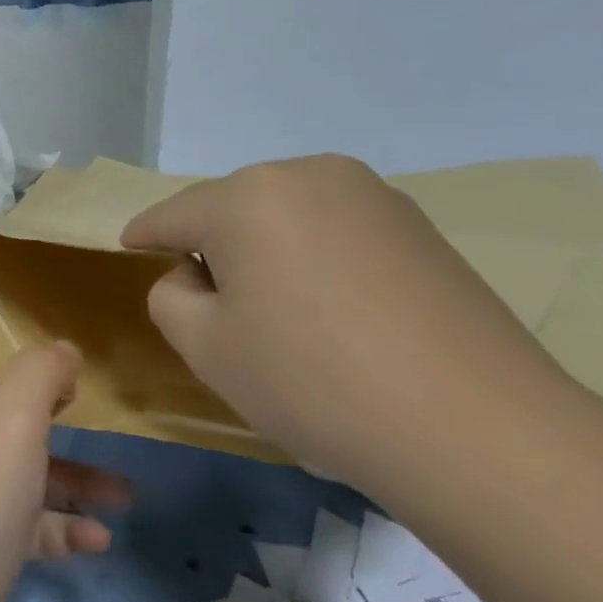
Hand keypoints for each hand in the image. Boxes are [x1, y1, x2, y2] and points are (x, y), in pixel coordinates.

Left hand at [0, 336, 132, 601]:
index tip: (29, 334)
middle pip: (2, 417)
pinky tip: (98, 541)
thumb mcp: (12, 417)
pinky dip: (63, 530)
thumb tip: (61, 348)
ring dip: (74, 481)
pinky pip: (29, 528)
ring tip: (125, 494)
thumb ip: (39, 373)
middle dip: (52, 414)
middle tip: (93, 410)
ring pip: (25, 476)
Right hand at [120, 154, 581, 496]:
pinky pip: (334, 230)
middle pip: (230, 208)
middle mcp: (309, 175)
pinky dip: (312, 257)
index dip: (143, 236)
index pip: (171, 214)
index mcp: (246, 197)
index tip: (128, 250)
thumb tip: (195, 276)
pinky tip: (329, 310)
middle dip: (209, 244)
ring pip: (285, 216)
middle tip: (208, 301)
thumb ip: (169, 296)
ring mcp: (373, 195)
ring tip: (273, 310)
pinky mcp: (419, 226)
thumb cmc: (310, 380)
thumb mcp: (203, 346)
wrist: (473, 426)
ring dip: (263, 250)